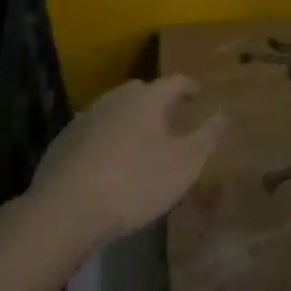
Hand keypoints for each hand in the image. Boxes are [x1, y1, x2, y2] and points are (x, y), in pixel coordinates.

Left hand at [26, 76, 229, 252]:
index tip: (199, 95)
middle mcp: (114, 99)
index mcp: (146, 100)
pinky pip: (94, 130)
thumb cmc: (135, 182)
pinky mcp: (64, 141)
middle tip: (171, 118)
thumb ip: (207, 136)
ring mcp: (85, 118)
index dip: (190, 87)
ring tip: (141, 140)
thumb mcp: (184, 164)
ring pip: (114, 109)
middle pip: (141, 91)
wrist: (67, 208)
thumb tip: (225, 113)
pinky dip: (107, 137)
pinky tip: (109, 160)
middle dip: (158, 101)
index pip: (174, 81)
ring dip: (130, 118)